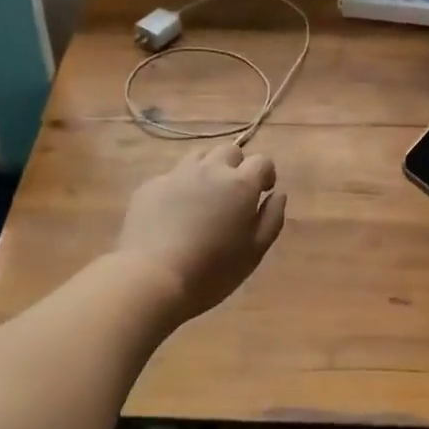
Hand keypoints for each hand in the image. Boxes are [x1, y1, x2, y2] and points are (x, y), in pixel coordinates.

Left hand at [114, 144, 286, 322]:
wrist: (151, 277)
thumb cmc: (212, 271)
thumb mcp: (254, 252)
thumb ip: (272, 218)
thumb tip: (278, 194)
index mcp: (240, 184)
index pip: (262, 161)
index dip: (265, 174)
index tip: (263, 192)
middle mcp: (210, 170)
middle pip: (229, 151)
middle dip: (236, 167)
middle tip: (233, 195)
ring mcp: (176, 175)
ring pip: (198, 157)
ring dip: (208, 170)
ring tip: (204, 198)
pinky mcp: (150, 186)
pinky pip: (172, 176)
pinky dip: (180, 187)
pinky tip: (173, 214)